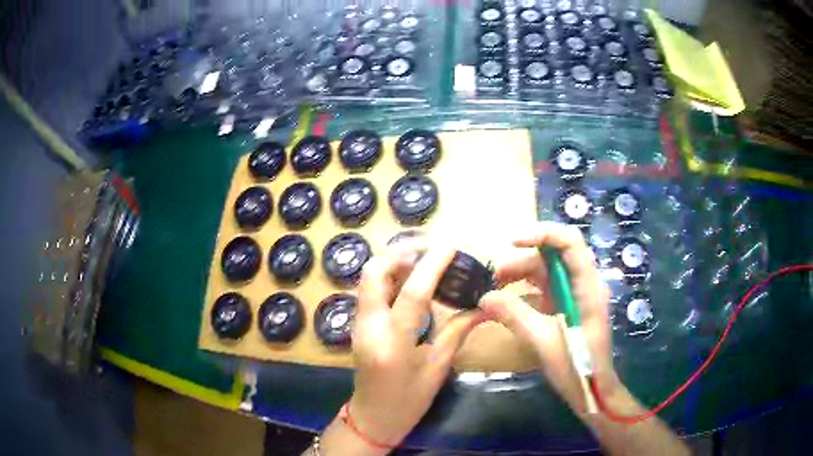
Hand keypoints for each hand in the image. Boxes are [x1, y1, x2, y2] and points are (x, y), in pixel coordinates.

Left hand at [347, 241, 484, 447]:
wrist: (371, 419)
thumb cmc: (407, 403)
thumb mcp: (437, 369)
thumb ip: (457, 332)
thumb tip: (483, 306)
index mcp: (393, 343)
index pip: (413, 293)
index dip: (433, 264)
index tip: (450, 245)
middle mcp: (369, 325)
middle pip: (375, 271)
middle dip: (403, 253)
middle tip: (433, 251)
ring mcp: (358, 323)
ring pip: (370, 276)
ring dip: (395, 261)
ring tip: (426, 261)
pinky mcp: (357, 323)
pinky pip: (371, 288)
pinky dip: (390, 276)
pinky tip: (412, 281)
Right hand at [479, 222, 618, 412]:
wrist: (594, 389)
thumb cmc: (576, 365)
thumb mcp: (543, 340)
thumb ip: (514, 315)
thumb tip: (484, 297)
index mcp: (587, 286)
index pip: (570, 242)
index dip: (542, 233)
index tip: (511, 242)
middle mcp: (584, 283)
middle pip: (554, 255)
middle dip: (523, 260)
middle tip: (494, 277)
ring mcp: (576, 294)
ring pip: (548, 271)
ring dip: (521, 275)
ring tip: (495, 289)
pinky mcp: (569, 305)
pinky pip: (546, 288)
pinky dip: (526, 290)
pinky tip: (508, 302)